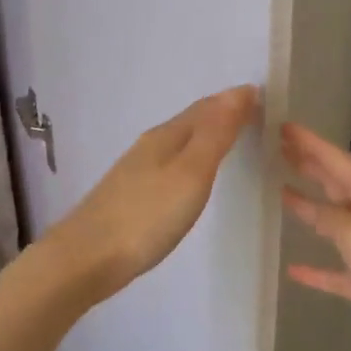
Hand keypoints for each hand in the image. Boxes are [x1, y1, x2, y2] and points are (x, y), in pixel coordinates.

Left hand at [45, 86, 259, 301]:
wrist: (86, 259)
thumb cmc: (146, 216)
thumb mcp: (190, 173)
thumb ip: (214, 134)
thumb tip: (238, 91)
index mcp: (166, 136)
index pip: (206, 107)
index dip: (234, 101)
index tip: (265, 100)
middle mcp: (149, 146)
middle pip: (190, 122)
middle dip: (220, 115)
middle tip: (254, 118)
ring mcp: (136, 172)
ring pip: (178, 144)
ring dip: (204, 138)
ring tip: (230, 142)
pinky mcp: (130, 197)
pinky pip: (169, 166)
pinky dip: (189, 161)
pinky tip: (191, 178)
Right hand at [281, 121, 350, 350]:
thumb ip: (328, 216)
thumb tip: (305, 202)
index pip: (335, 160)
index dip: (309, 143)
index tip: (282, 125)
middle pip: (337, 184)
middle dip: (310, 166)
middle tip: (279, 149)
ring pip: (336, 222)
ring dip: (311, 208)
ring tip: (282, 192)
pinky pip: (339, 271)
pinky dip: (318, 269)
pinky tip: (294, 269)